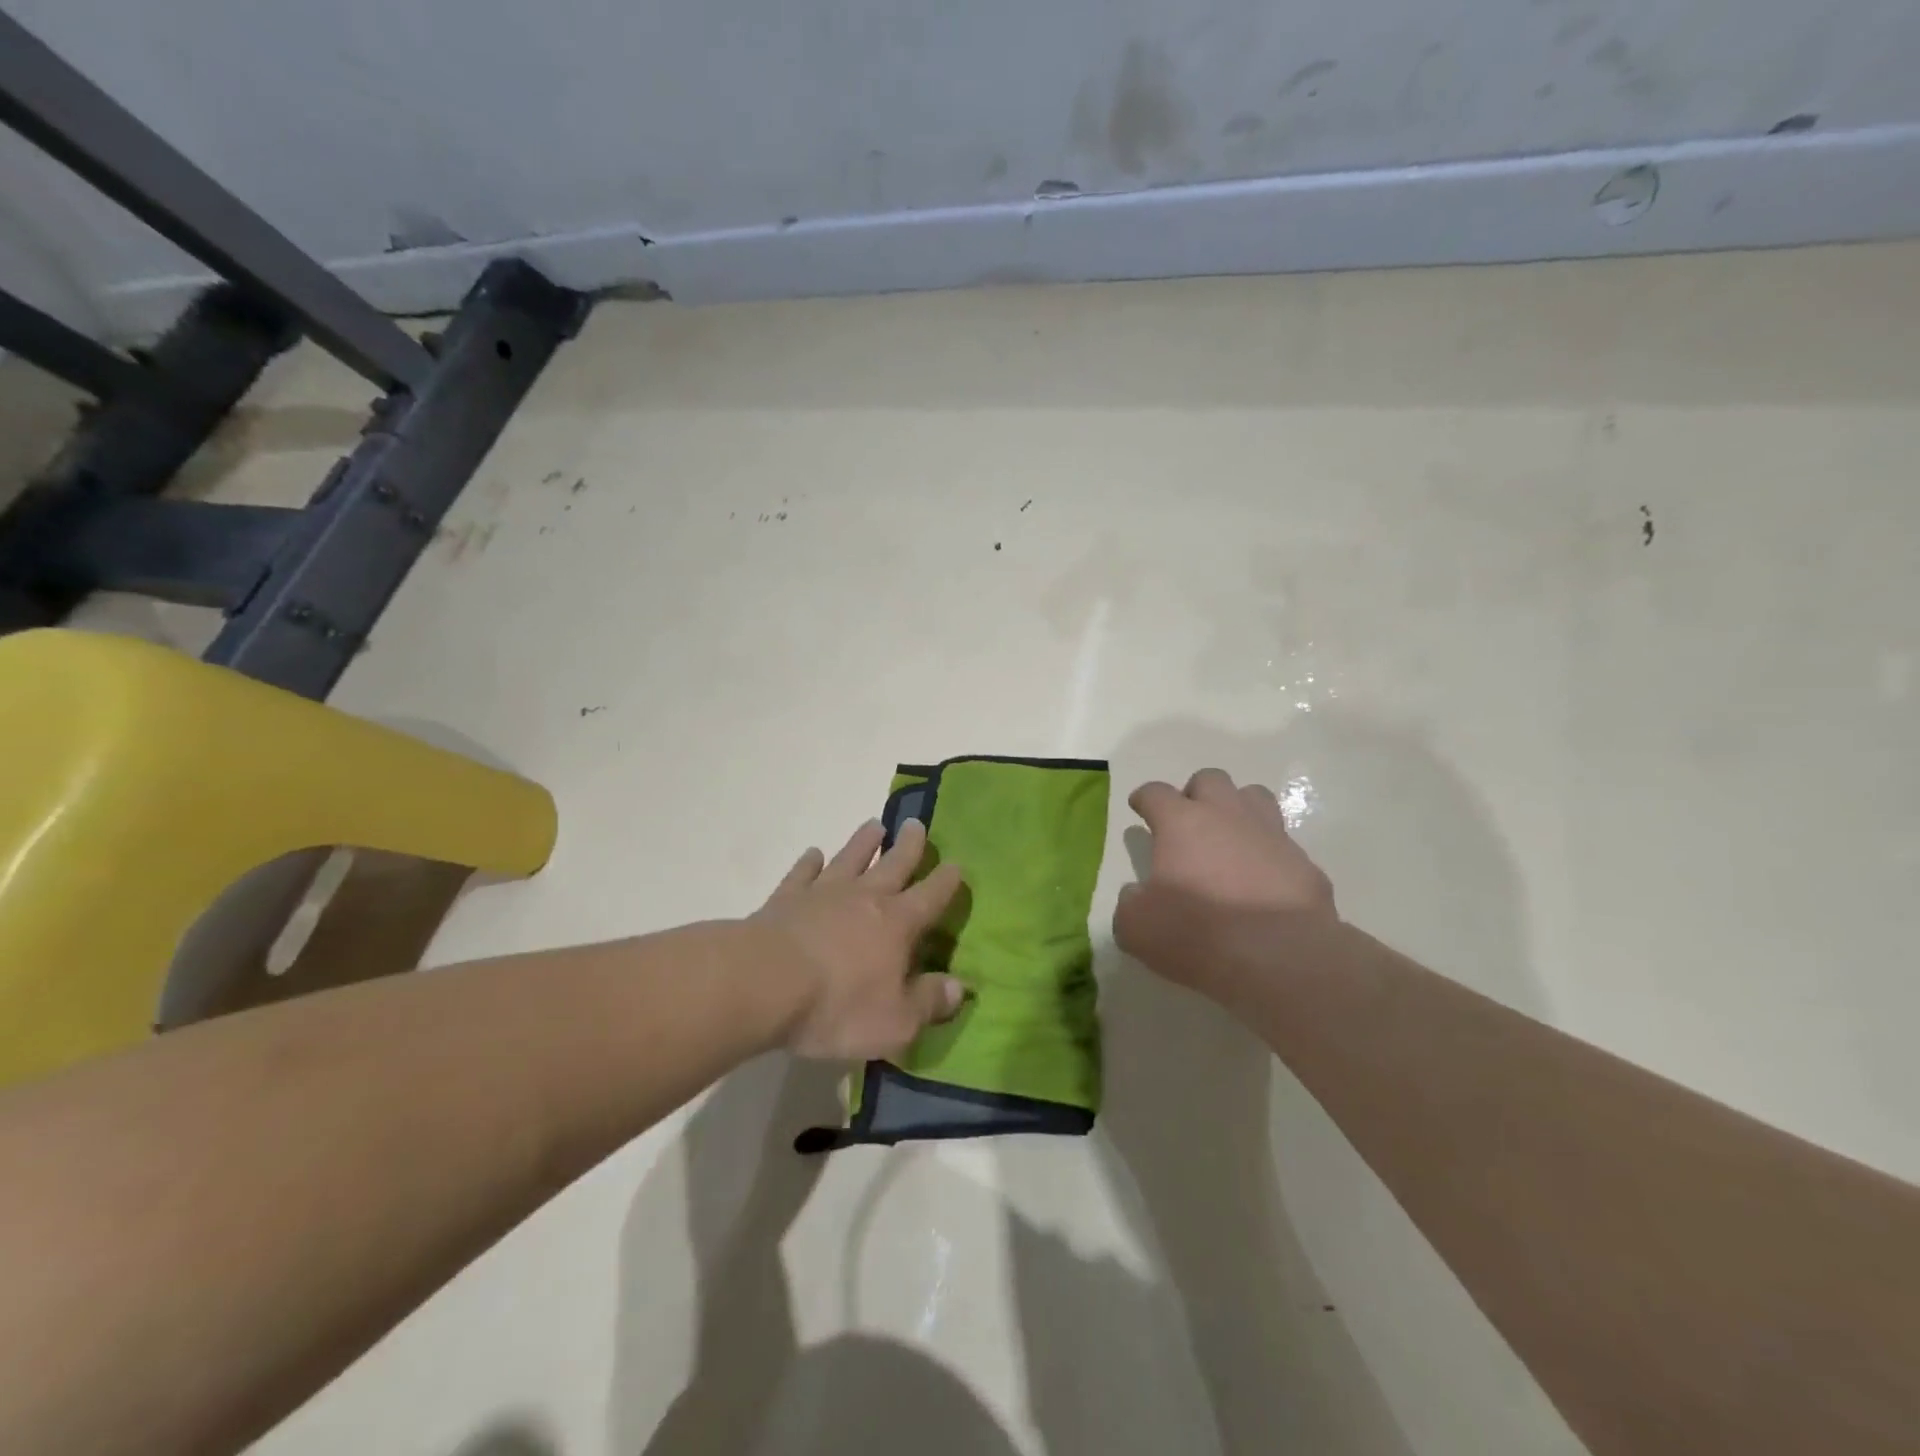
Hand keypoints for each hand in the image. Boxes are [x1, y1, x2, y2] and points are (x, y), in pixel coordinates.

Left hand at [752, 818, 965, 1060]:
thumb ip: (929, 1003)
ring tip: (874, 826)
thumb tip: (959, 988)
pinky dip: (809, 862)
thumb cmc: (837, 1006)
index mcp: (898, 924)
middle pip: (893, 864)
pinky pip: (802, 873)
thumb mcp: (895, 1022)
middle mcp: (865, 898)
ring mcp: (823, 893)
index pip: (931, 897)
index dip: (947, 881)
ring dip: (863, 842)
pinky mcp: (785, 898)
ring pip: (850, 858)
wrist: (764, 983)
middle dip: (909, 846)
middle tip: (916, 823)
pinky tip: (813, 854)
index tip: (956, 864)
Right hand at [1115, 768, 1336, 991]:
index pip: (1156, 793)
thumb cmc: (1197, 932)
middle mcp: (1227, 816)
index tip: (1139, 808)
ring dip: (1238, 810)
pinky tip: (1263, 884)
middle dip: (1195, 794)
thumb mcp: (1137, 927)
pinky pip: (1283, 846)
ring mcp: (1271, 836)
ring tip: (1229, 839)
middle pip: (1210, 779)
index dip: (1145, 798)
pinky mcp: (1304, 864)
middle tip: (1187, 824)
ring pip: (1255, 798)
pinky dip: (1269, 856)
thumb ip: (1130, 903)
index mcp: (1181, 823)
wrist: (1280, 958)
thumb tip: (1136, 894)